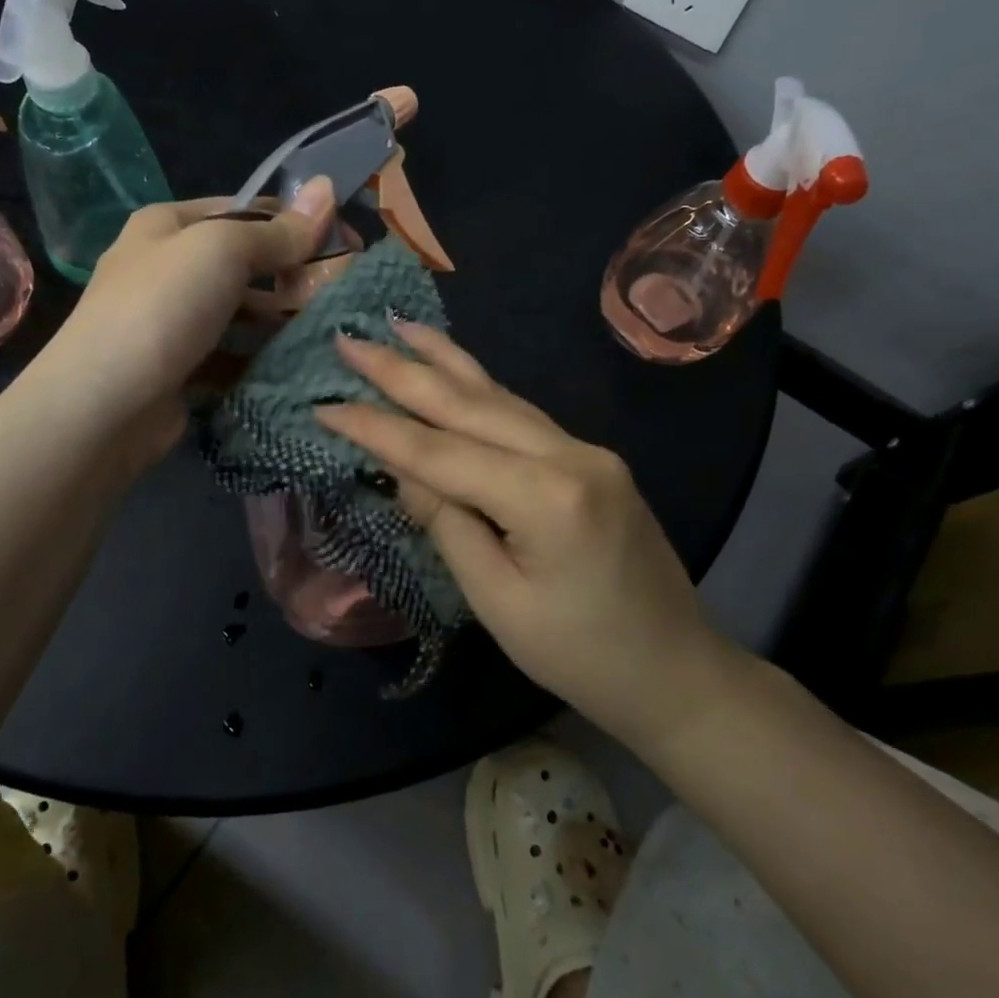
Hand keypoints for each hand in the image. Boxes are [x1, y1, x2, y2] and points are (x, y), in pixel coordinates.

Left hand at [40, 179, 336, 469]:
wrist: (102, 406)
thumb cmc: (162, 308)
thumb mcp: (222, 251)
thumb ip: (277, 230)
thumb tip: (328, 188)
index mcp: (167, 225)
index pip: (245, 211)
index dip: (296, 223)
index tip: (347, 243)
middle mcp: (167, 267)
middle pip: (245, 263)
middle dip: (294, 275)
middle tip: (344, 292)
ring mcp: (173, 322)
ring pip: (242, 312)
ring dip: (282, 319)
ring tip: (330, 329)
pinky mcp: (182, 369)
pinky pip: (233, 355)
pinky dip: (261, 358)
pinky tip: (297, 364)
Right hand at [315, 322, 752, 753]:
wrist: (675, 670)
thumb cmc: (580, 655)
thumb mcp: (496, 601)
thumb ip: (447, 524)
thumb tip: (403, 470)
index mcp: (547, 498)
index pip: (440, 451)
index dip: (377, 428)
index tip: (323, 404)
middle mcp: (571, 455)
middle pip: (470, 404)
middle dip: (403, 371)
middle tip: (350, 338)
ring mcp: (587, 451)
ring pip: (500, 397)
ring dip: (445, 362)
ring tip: (400, 327)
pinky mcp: (591, 459)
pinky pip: (522, 415)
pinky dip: (479, 389)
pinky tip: (455, 370)